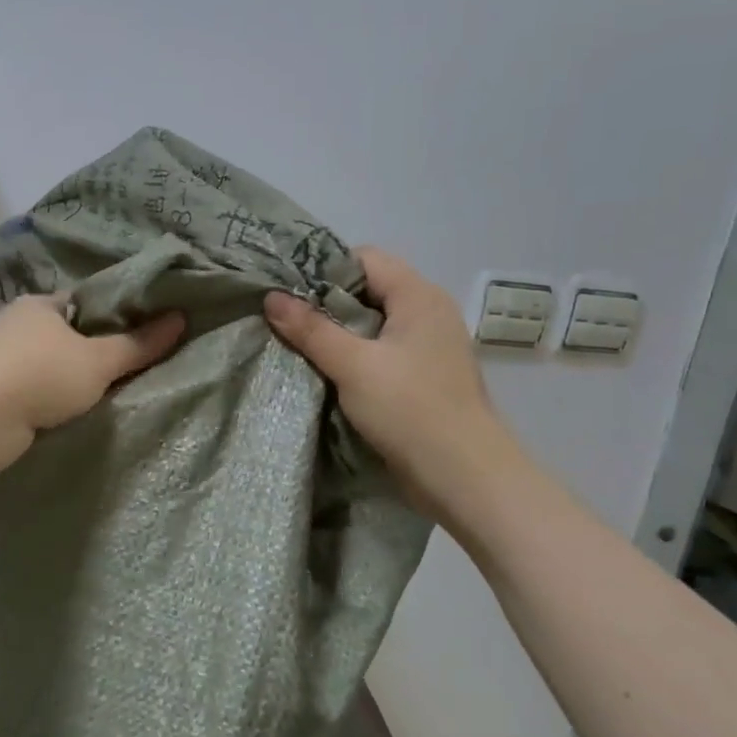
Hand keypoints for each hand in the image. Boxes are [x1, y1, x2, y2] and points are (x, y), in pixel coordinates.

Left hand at [0, 295, 184, 479]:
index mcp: (41, 304)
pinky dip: (49, 400)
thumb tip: (180, 318)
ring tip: (105, 396)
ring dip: (68, 380)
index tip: (142, 335)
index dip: (114, 316)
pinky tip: (68, 414)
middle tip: (130, 370)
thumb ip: (138, 344)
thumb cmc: (39, 375)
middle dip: (92, 352)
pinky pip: (33, 391)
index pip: (85, 303)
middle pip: (66, 335)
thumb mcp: (98, 360)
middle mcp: (16, 325)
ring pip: (48, 365)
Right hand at [264, 248, 518, 525]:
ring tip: (297, 346)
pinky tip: (325, 373)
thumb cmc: (410, 409)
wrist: (464, 477)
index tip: (288, 291)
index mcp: (419, 296)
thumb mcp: (353, 365)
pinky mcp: (423, 378)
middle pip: (368, 290)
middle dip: (326, 303)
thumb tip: (271, 297)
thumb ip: (311, 329)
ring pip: (373, 325)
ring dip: (337, 335)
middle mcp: (428, 313)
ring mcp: (429, 347)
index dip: (325, 269)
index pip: (366, 258)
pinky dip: (354, 358)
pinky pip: (381, 353)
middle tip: (284, 319)